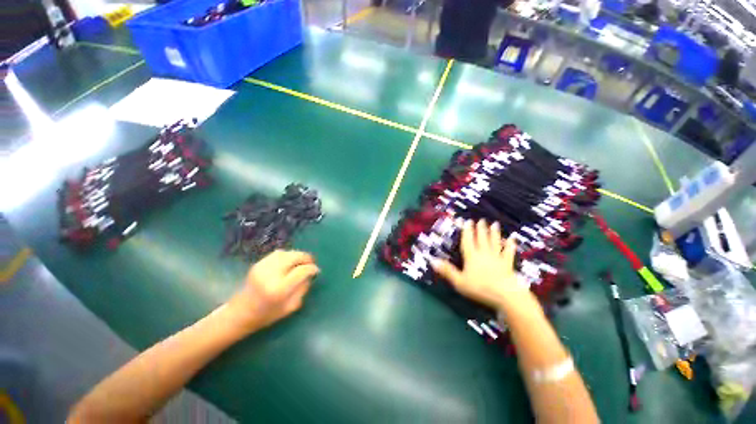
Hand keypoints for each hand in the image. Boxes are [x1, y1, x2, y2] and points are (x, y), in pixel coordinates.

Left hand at [226, 250, 318, 333]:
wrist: (240, 313)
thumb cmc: (268, 314)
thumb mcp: (291, 307)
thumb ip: (303, 288)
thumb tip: (311, 274)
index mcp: (280, 289)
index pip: (301, 271)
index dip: (312, 268)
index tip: (316, 270)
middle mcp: (271, 274)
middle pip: (294, 257)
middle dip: (306, 258)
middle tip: (311, 263)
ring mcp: (263, 267)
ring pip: (286, 253)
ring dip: (297, 256)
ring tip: (301, 262)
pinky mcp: (258, 264)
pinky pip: (277, 253)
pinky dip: (287, 255)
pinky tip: (289, 262)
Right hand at [431, 220, 537, 313]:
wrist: (505, 295)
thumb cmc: (480, 288)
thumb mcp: (459, 281)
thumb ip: (447, 271)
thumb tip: (433, 261)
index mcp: (472, 257)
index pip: (468, 241)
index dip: (467, 231)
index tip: (468, 221)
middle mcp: (484, 254)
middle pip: (482, 239)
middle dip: (481, 229)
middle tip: (481, 220)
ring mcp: (497, 258)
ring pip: (495, 243)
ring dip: (494, 233)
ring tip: (495, 224)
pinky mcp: (508, 264)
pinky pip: (508, 253)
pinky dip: (510, 245)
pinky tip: (512, 239)